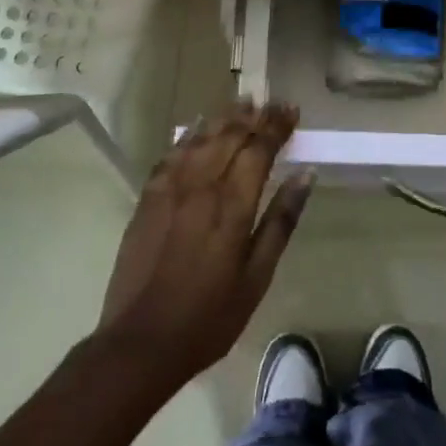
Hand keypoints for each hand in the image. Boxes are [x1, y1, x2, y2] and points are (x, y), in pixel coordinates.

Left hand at [97, 102, 312, 386]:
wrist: (140, 341)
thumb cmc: (210, 316)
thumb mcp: (257, 277)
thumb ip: (281, 221)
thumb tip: (305, 175)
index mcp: (232, 204)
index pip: (259, 149)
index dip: (277, 126)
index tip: (292, 111)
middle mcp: (201, 185)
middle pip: (230, 136)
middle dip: (255, 116)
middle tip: (273, 103)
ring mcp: (169, 189)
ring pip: (200, 138)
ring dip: (224, 118)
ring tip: (243, 104)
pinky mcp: (148, 199)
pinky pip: (171, 154)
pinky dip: (188, 136)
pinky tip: (197, 127)